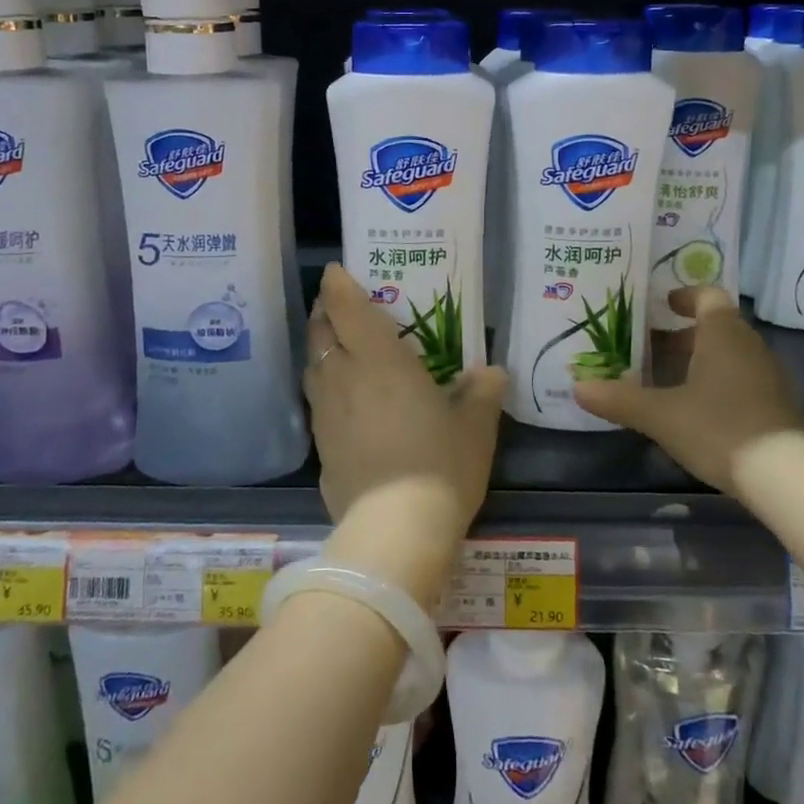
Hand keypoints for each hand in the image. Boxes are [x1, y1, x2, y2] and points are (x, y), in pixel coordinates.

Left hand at [304, 264, 507, 602]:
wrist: (394, 532)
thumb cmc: (439, 465)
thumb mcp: (475, 426)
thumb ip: (482, 392)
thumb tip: (490, 373)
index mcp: (379, 360)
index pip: (346, 307)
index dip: (337, 284)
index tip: (336, 270)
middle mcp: (344, 377)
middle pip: (321, 332)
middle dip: (325, 311)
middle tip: (338, 304)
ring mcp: (326, 413)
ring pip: (313, 365)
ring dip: (320, 347)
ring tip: (335, 344)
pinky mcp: (320, 446)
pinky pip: (316, 400)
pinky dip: (323, 386)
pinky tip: (340, 398)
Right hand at [573, 286, 803, 494]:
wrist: (787, 477)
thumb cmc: (719, 427)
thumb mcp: (661, 415)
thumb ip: (619, 399)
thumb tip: (577, 387)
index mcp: (722, 333)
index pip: (708, 295)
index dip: (684, 296)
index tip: (663, 304)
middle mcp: (749, 345)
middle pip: (716, 326)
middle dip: (682, 334)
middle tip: (650, 348)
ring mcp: (768, 375)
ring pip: (729, 354)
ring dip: (700, 360)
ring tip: (668, 381)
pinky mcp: (777, 405)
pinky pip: (742, 379)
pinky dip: (718, 382)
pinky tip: (697, 410)